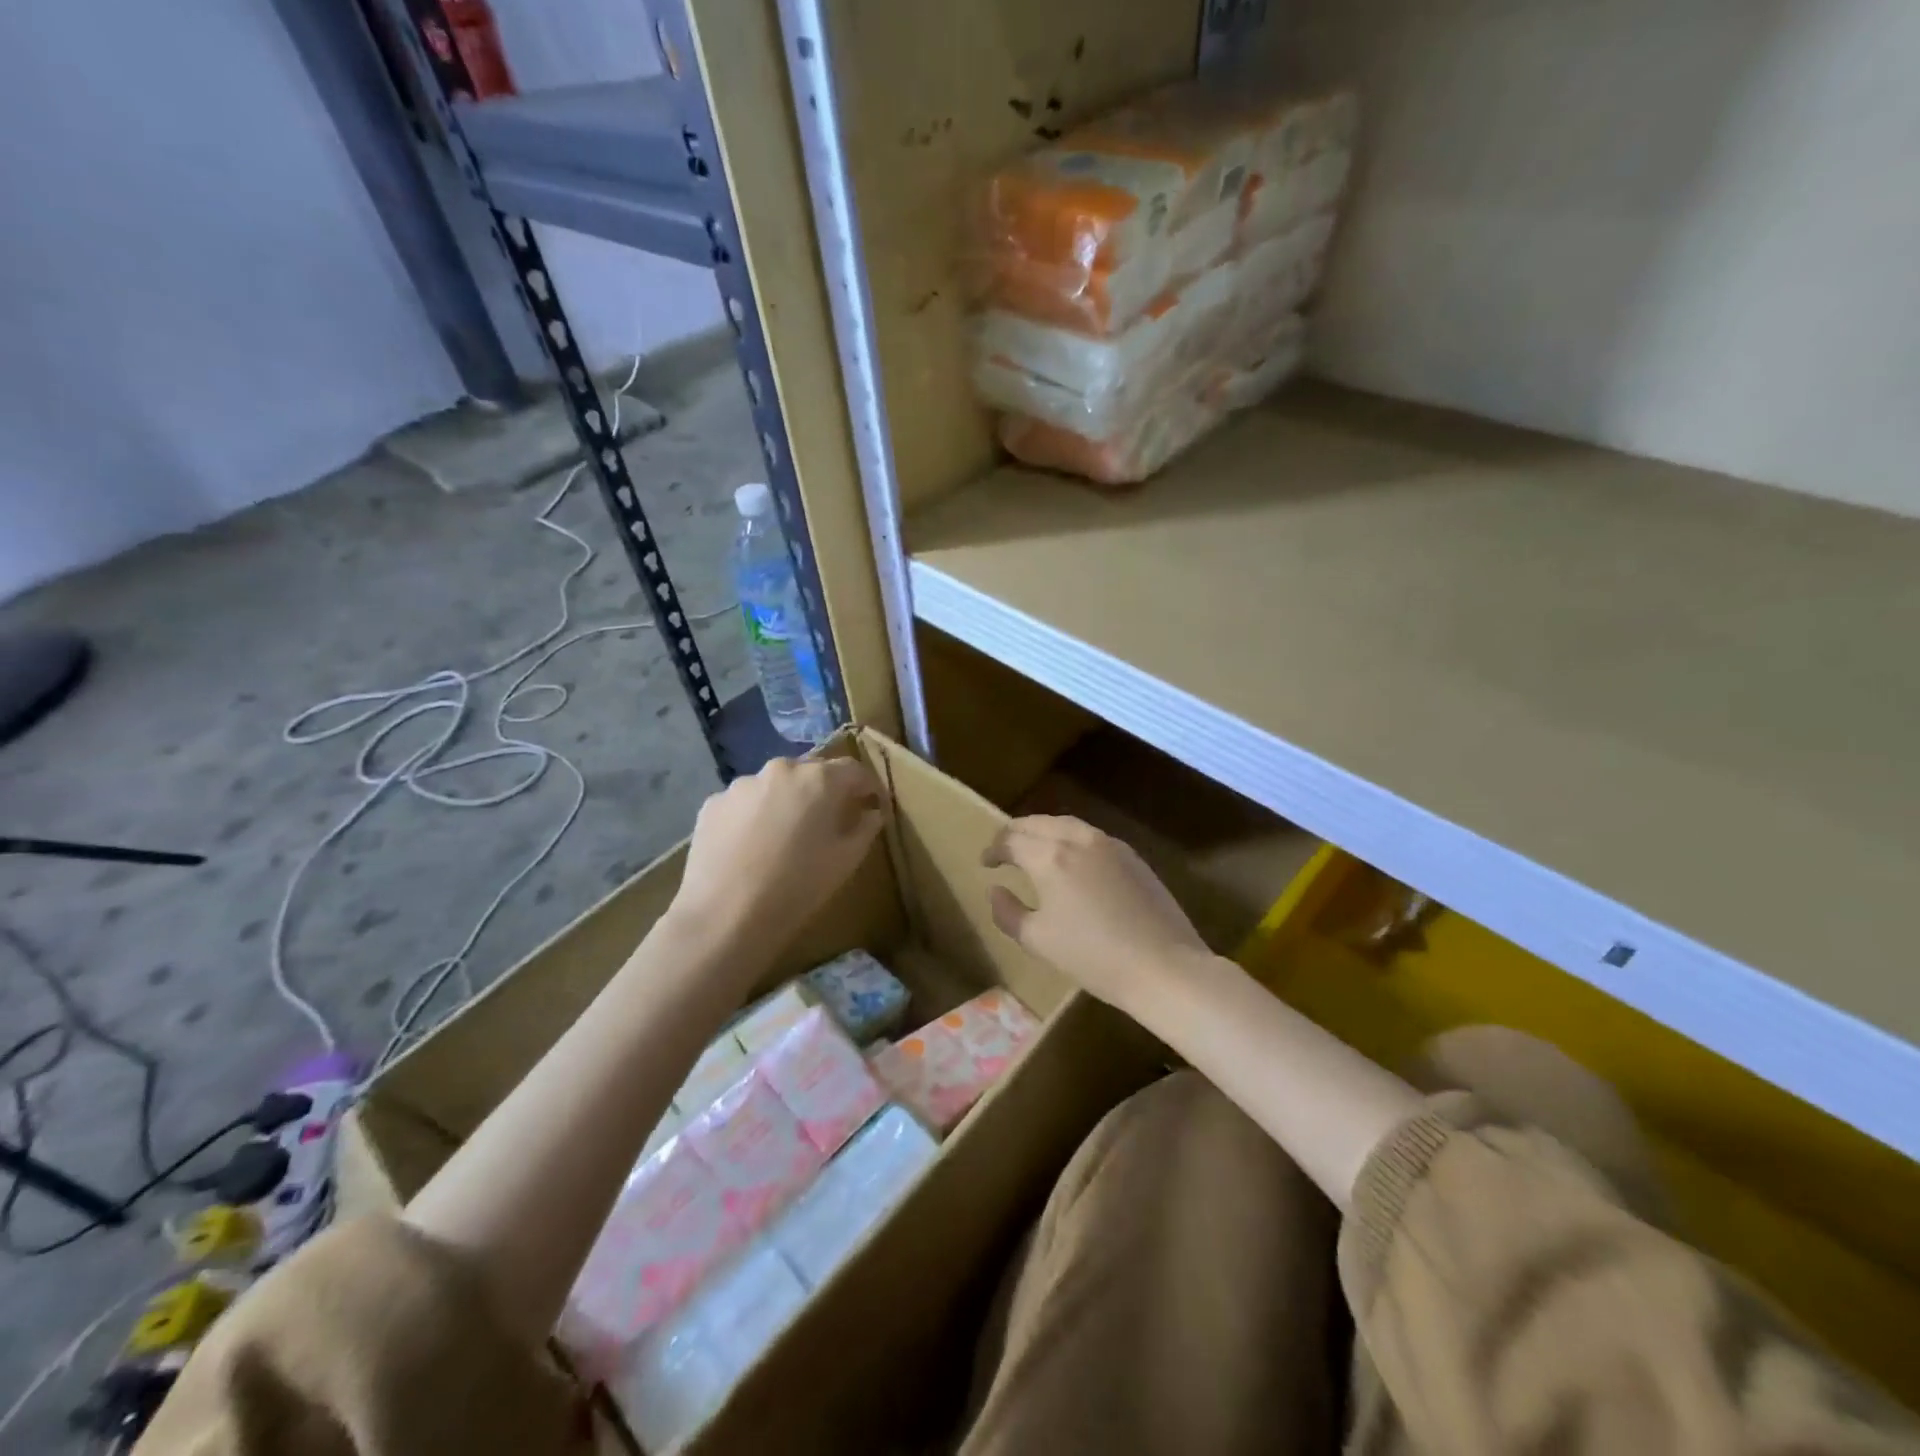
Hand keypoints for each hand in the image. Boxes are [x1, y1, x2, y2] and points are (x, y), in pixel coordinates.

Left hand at [672, 756, 885, 950]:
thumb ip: (865, 828)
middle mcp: (780, 770)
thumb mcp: (846, 861)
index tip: (873, 805)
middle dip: (825, 791)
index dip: (867, 787)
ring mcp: (741, 784)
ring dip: (787, 802)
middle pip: (811, 773)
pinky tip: (751, 847)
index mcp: (819, 779)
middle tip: (830, 821)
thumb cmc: (798, 886)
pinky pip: (744, 803)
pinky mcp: (713, 804)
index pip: (854, 770)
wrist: (725, 917)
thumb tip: (870, 812)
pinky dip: (754, 816)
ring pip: (775, 786)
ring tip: (785, 836)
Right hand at [982, 815, 1208, 1015]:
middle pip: (1038, 823)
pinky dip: (1070, 838)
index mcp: (1050, 857)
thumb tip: (996, 889)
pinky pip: (1091, 836)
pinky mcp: (1132, 856)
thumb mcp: (1038, 940)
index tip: (986, 862)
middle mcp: (1078, 839)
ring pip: (1067, 824)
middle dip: (1016, 832)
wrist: (1163, 965)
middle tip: (1004, 847)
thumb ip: (1008, 912)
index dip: (994, 849)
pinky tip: (1072, 859)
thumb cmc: (1093, 957)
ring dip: (1044, 831)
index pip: (1011, 840)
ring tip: (1034, 847)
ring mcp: (1109, 845)